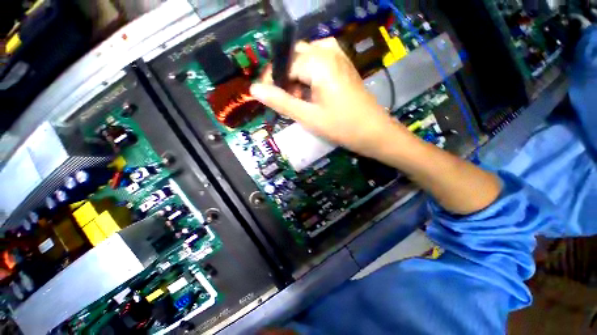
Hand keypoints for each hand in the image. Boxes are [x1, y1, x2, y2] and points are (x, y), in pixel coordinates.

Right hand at [250, 38, 409, 158]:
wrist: (374, 132)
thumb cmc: (342, 127)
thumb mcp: (308, 117)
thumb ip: (281, 101)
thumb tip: (254, 89)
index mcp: (319, 62)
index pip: (284, 63)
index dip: (272, 80)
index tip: (267, 98)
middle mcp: (329, 52)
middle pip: (295, 57)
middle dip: (285, 79)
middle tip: (286, 102)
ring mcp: (338, 57)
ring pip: (306, 60)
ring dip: (297, 78)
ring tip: (299, 101)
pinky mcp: (343, 66)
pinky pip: (319, 63)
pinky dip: (309, 77)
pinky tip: (312, 93)